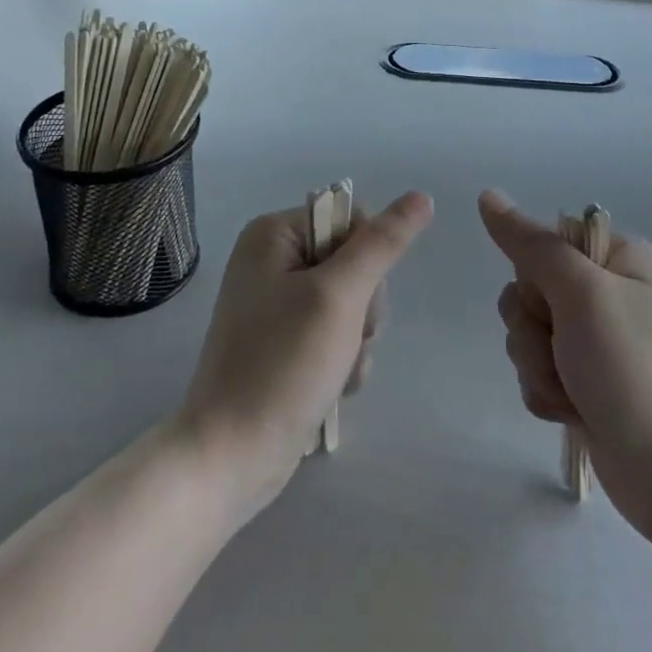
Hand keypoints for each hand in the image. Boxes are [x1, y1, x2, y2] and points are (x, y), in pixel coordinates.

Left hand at [177, 192, 433, 520]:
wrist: (231, 454)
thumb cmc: (282, 363)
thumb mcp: (339, 296)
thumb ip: (381, 243)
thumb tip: (421, 197)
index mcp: (274, 234)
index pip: (351, 220)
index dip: (368, 258)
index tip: (356, 298)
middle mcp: (272, 260)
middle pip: (353, 262)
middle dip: (364, 306)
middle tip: (348, 337)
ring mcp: (276, 304)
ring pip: (350, 303)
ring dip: (357, 338)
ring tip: (339, 370)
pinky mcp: (283, 343)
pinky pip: (333, 334)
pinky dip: (342, 359)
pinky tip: (334, 387)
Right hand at [480, 190, 651, 564]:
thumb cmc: (635, 369)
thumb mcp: (583, 294)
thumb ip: (531, 245)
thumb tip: (488, 196)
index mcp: (614, 258)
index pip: (541, 244)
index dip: (535, 276)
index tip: (556, 302)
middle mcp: (603, 293)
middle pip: (526, 291)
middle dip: (533, 329)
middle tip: (566, 351)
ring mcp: (593, 341)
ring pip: (526, 334)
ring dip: (538, 366)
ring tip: (575, 391)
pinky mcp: (583, 383)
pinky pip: (536, 372)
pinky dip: (547, 393)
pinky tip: (574, 412)